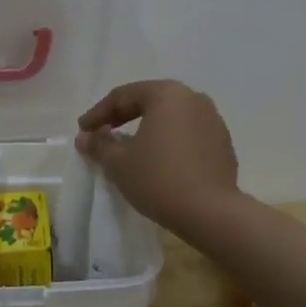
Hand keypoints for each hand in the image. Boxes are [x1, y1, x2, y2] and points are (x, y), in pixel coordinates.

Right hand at [76, 80, 240, 234]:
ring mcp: (213, 120)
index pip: (124, 96)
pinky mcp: (223, 143)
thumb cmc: (158, 179)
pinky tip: (159, 160)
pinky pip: (188, 134)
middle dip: (123, 117)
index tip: (82, 130)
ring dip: (148, 128)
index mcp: (167, 94)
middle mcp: (193, 98)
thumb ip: (99, 144)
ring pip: (171, 117)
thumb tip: (85, 137)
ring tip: (129, 147)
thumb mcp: (119, 163)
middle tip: (102, 133)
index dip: (99, 113)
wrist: (211, 213)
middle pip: (149, 101)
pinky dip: (170, 141)